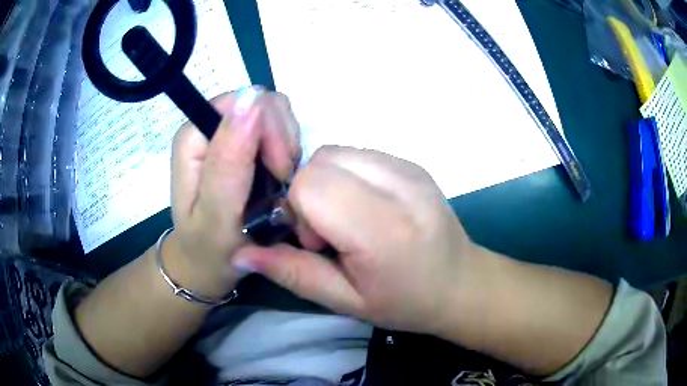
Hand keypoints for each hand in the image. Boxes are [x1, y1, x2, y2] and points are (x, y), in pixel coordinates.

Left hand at [164, 89, 300, 298]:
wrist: (210, 261)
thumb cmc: (211, 246)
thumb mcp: (216, 214)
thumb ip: (228, 160)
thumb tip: (250, 98)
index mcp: (194, 135)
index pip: (244, 101)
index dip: (269, 130)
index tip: (279, 171)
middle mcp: (209, 125)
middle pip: (263, 103)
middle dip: (281, 141)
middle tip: (281, 180)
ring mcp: (228, 131)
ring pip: (276, 113)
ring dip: (286, 148)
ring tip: (279, 183)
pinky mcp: (244, 141)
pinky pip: (280, 129)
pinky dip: (288, 152)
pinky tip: (280, 177)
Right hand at [233, 146, 478, 333]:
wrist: (460, 283)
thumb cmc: (406, 302)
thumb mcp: (346, 301)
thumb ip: (292, 273)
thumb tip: (240, 254)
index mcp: (384, 227)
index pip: (311, 184)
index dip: (298, 210)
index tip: (313, 241)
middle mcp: (400, 185)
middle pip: (321, 161)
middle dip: (309, 194)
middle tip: (329, 233)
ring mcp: (409, 167)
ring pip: (336, 152)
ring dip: (327, 183)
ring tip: (348, 220)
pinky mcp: (412, 162)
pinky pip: (358, 154)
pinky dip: (347, 176)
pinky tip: (365, 207)